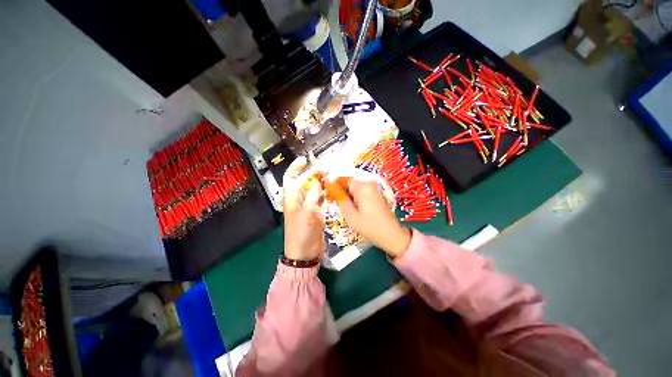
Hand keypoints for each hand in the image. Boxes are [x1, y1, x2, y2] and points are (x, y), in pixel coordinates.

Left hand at [282, 157, 324, 260]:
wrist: (305, 252)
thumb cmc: (301, 231)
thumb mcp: (307, 211)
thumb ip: (313, 194)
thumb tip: (317, 180)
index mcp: (292, 197)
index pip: (291, 177)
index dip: (296, 167)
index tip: (305, 159)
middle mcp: (300, 199)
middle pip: (306, 181)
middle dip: (314, 173)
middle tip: (327, 168)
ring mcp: (309, 205)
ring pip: (315, 189)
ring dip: (322, 183)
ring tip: (333, 175)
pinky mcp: (317, 211)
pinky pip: (322, 198)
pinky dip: (327, 193)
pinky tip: (334, 188)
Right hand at [337, 180, 410, 257]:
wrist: (392, 234)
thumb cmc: (370, 226)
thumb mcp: (350, 215)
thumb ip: (340, 200)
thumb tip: (331, 188)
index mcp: (362, 187)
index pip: (344, 180)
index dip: (336, 187)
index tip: (331, 197)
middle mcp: (369, 183)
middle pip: (350, 183)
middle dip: (343, 192)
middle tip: (340, 206)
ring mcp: (374, 188)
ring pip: (355, 188)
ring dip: (349, 196)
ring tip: (349, 210)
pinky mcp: (377, 193)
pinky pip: (362, 191)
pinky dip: (356, 198)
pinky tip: (357, 209)